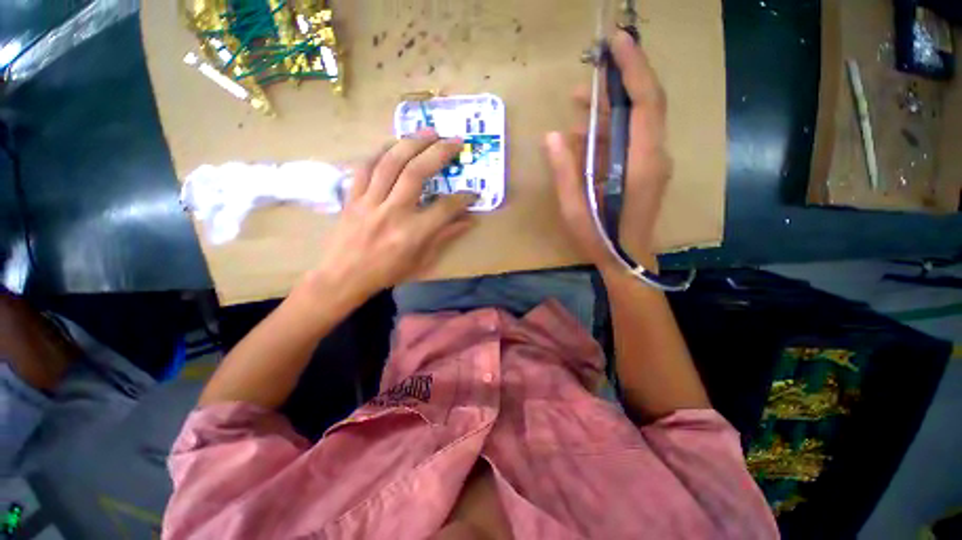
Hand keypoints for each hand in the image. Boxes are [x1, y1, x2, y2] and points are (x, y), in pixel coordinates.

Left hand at [301, 130, 475, 304]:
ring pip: (390, 163)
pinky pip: (365, 167)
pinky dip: (380, 152)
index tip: (473, 193)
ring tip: (428, 132)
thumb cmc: (388, 273)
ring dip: (411, 143)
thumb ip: (445, 237)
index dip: (463, 198)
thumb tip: (468, 221)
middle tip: (455, 141)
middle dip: (439, 152)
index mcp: (412, 233)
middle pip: (417, 173)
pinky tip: (393, 145)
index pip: (445, 207)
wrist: (344, 277)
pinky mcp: (352, 197)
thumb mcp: (422, 261)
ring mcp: (369, 202)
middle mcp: (392, 212)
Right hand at [544, 30, 671, 272]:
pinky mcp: (646, 169)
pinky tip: (584, 133)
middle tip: (595, 61)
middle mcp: (654, 156)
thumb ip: (565, 171)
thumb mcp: (574, 208)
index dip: (634, 67)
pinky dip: (609, 129)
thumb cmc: (600, 238)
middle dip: (624, 76)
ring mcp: (653, 162)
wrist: (626, 259)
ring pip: (637, 120)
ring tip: (579, 98)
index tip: (616, 42)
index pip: (645, 102)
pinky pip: (630, 139)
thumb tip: (552, 135)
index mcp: (640, 163)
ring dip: (611, 105)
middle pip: (647, 103)